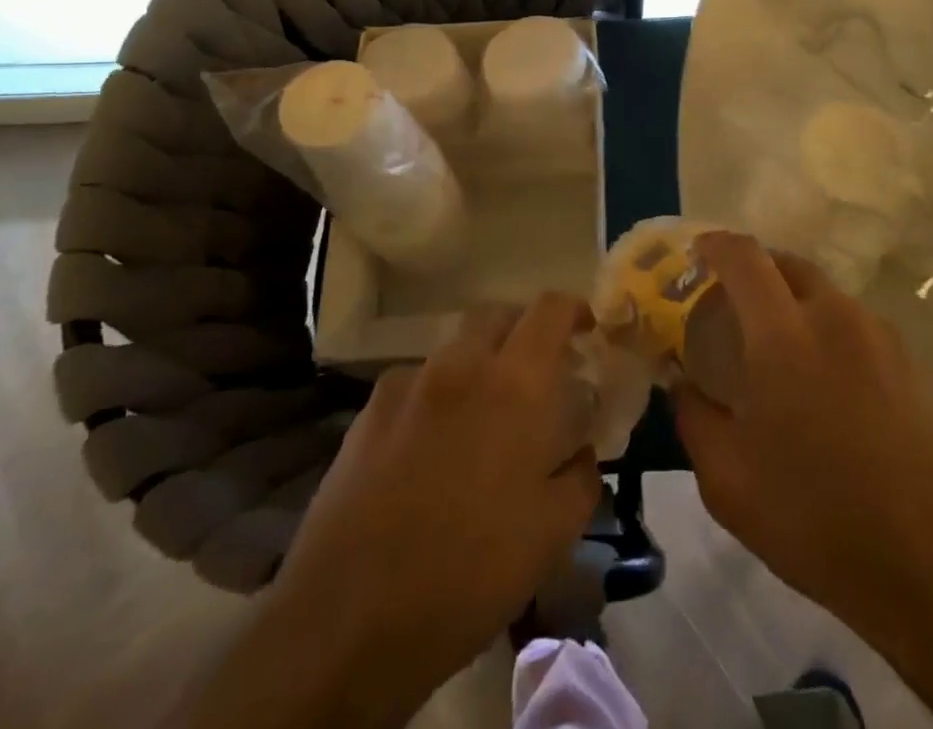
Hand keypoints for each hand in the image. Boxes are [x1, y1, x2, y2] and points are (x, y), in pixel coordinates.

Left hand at [259, 293, 601, 725]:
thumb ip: (581, 477)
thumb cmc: (468, 574)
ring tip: (482, 416)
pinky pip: (414, 382)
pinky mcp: (367, 414)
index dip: (572, 309)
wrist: (346, 623)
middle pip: (498, 315)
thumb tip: (582, 451)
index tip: (586, 331)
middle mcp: (462, 366)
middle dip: (523, 332)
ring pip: (455, 348)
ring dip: (478, 364)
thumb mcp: (551, 535)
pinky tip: (429, 446)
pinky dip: (435, 395)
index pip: (550, 309)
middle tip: (536, 374)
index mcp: (515, 384)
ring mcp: (409, 385)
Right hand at [672, 232, 932, 636]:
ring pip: (823, 291)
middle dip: (754, 268)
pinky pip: (852, 321)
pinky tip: (821, 377)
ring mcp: (876, 333)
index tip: (696, 252)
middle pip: (787, 262)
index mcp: (783, 333)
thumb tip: (682, 384)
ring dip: (791, 299)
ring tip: (775, 344)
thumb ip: (694, 417)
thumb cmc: (813, 514)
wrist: (927, 557)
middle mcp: (832, 315)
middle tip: (730, 301)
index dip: (717, 245)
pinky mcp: (906, 359)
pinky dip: (824, 326)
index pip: (745, 257)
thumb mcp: (727, 480)